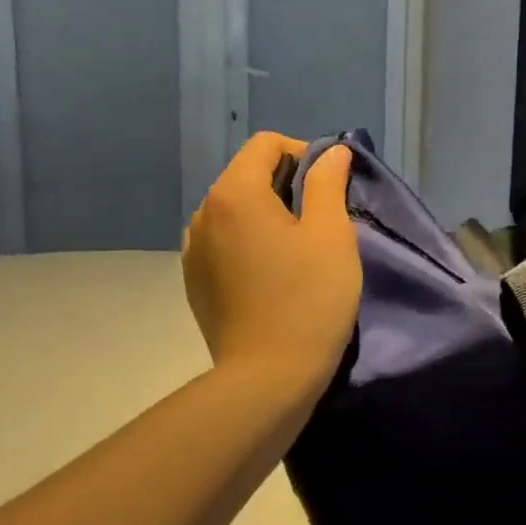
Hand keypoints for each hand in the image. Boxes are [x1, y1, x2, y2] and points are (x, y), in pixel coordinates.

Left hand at [183, 133, 361, 394]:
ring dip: (266, 214)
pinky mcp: (194, 280)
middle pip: (247, 174)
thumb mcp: (332, 235)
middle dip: (286, 184)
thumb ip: (328, 183)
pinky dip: (248, 241)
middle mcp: (204, 213)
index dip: (304, 154)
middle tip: (320, 221)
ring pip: (234, 209)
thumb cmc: (309, 300)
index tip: (329, 189)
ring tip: (295, 249)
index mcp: (234, 194)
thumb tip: (332, 152)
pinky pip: (223, 241)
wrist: (267, 379)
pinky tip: (271, 274)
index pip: (266, 145)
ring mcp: (193, 249)